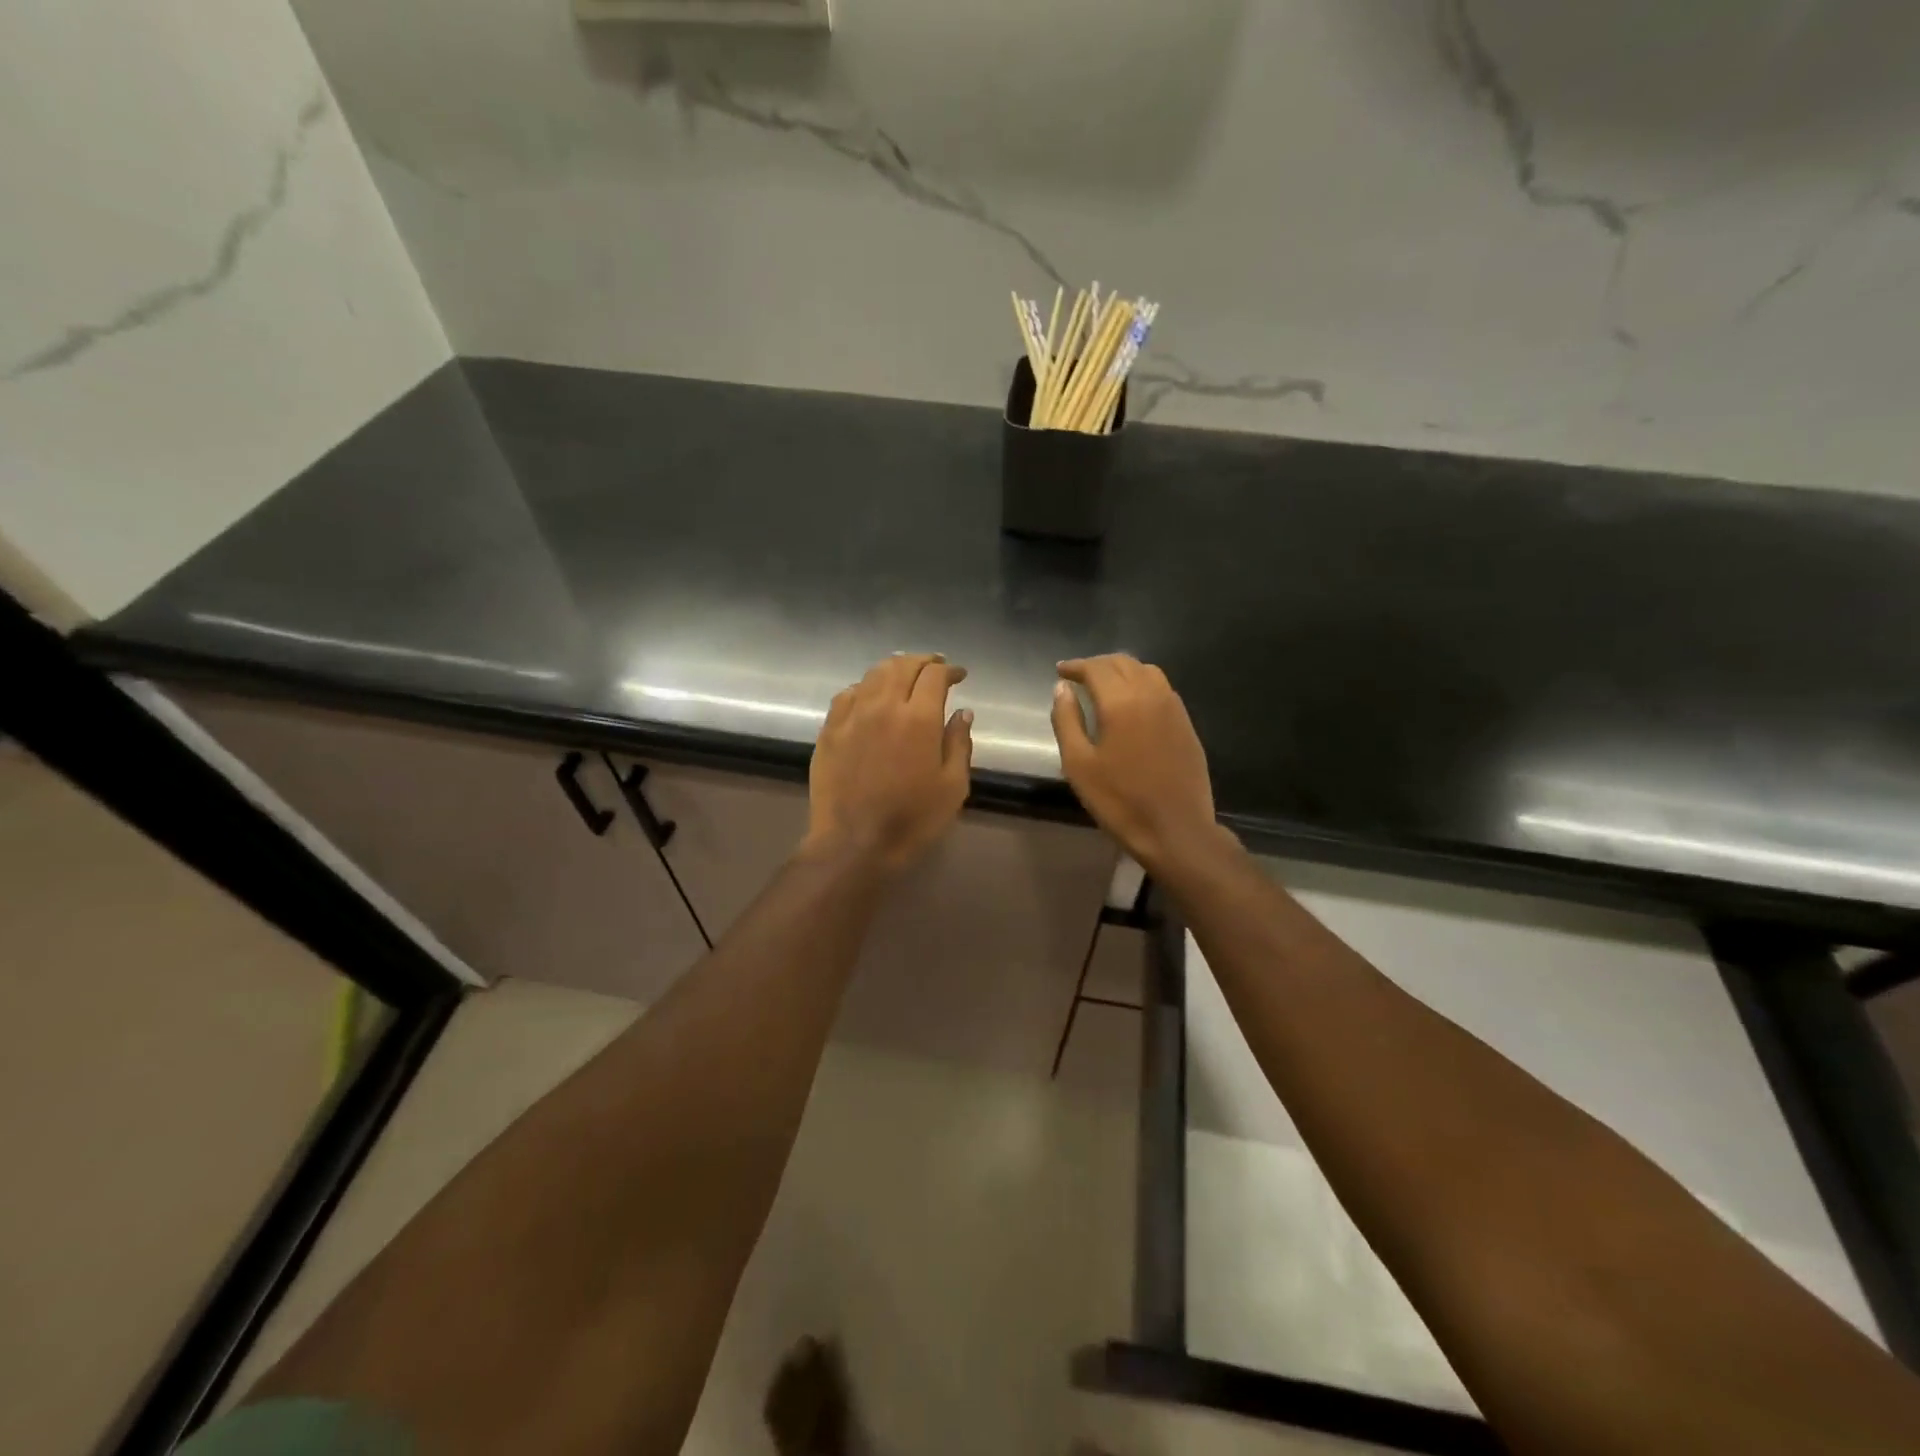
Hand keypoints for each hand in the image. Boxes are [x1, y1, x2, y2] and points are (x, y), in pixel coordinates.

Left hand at [805, 653, 972, 872]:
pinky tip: (871, 697)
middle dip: (923, 661)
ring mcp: (851, 716)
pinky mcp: (829, 730)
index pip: (935, 675)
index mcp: (919, 718)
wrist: (854, 844)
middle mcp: (883, 706)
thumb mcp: (952, 786)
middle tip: (935, 668)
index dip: (950, 670)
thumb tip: (962, 712)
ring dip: (894, 668)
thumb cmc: (912, 820)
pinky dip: (865, 687)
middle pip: (902, 665)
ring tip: (905, 676)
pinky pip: (848, 694)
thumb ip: (959, 743)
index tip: (959, 675)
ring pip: (873, 674)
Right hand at [1052, 655, 1218, 873]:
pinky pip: (1162, 688)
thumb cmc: (1119, 800)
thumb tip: (1061, 688)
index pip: (1096, 668)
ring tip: (1104, 685)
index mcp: (1121, 702)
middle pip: (1122, 663)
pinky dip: (1142, 683)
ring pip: (1146, 671)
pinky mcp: (1186, 723)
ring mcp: (1173, 707)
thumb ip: (1067, 720)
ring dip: (1122, 670)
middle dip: (1098, 665)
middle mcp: (1150, 694)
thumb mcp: (1079, 764)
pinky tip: (1132, 702)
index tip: (1061, 671)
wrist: (1175, 830)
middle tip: (1078, 677)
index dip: (1076, 666)